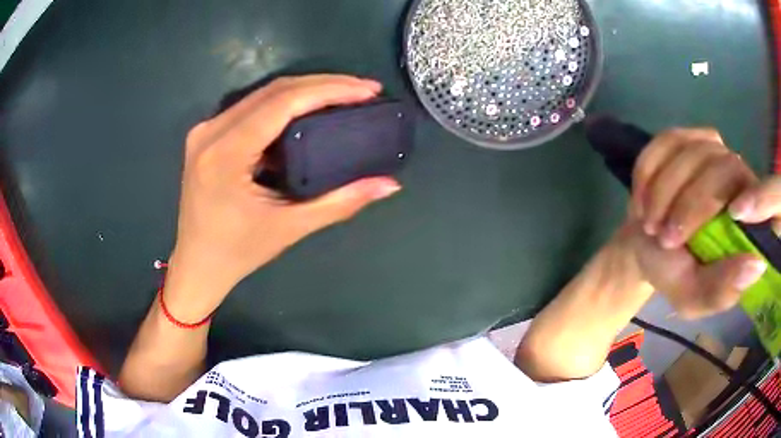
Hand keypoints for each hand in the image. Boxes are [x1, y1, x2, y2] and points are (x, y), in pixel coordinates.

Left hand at [166, 75, 400, 319]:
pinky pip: (251, 107)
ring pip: (262, 94)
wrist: (197, 264)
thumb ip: (341, 203)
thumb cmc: (238, 253)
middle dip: (323, 85)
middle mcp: (210, 132)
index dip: (328, 90)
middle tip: (363, 90)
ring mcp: (204, 130)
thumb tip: (389, 185)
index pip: (282, 103)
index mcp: (225, 154)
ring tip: (344, 95)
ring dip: (305, 91)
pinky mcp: (206, 135)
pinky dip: (284, 104)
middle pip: (273, 90)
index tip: (367, 90)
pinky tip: (309, 110)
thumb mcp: (290, 228)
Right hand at [622, 127, 775, 317]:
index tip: (737, 214)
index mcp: (754, 223)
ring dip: (664, 190)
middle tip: (664, 237)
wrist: (645, 244)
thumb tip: (757, 265)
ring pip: (695, 153)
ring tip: (650, 222)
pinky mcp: (687, 137)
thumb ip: (721, 290)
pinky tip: (643, 196)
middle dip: (690, 205)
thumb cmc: (674, 274)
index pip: (777, 198)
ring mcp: (715, 150)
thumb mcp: (693, 298)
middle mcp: (742, 178)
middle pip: (726, 170)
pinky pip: (668, 140)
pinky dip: (649, 169)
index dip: (767, 197)